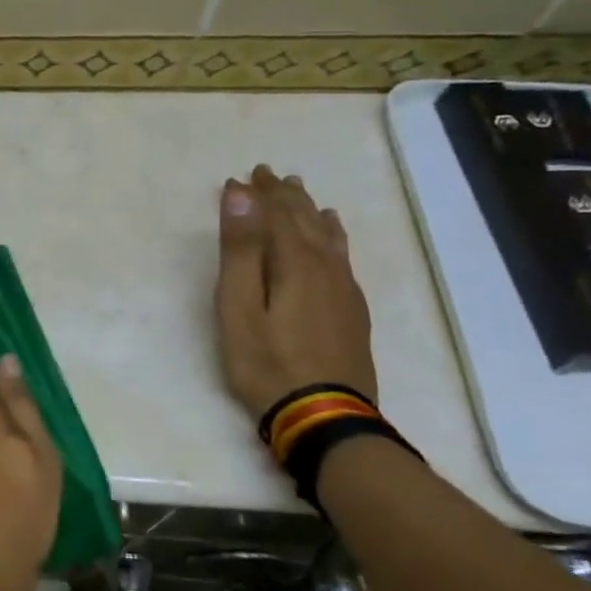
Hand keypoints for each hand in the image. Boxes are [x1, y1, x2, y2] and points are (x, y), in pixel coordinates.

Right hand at [215, 165, 377, 421]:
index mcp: (295, 262)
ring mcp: (344, 289)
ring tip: (299, 192)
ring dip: (308, 210)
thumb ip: (241, 249)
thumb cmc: (266, 361)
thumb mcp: (238, 306)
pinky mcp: (352, 309)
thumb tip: (241, 194)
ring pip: (326, 235)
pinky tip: (332, 234)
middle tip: (266, 174)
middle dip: (283, 195)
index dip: (257, 194)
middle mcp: (325, 267)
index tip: (239, 176)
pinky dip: (331, 235)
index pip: (276, 214)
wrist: (324, 416)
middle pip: (304, 220)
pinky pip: (342, 256)